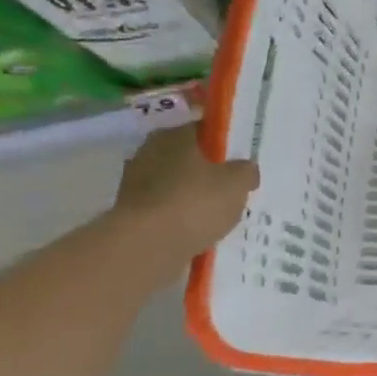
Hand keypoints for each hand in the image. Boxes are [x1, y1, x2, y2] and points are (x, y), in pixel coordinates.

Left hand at [112, 126, 259, 265]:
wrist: (146, 247)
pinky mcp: (130, 215)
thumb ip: (246, 171)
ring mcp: (135, 184)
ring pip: (175, 185)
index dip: (224, 142)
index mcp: (174, 136)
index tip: (240, 158)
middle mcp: (149, 153)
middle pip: (187, 158)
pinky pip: (165, 211)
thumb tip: (246, 169)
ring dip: (192, 197)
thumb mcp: (237, 183)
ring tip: (218, 215)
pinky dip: (180, 219)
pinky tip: (199, 231)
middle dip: (207, 171)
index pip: (203, 129)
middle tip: (232, 187)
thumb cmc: (195, 202)